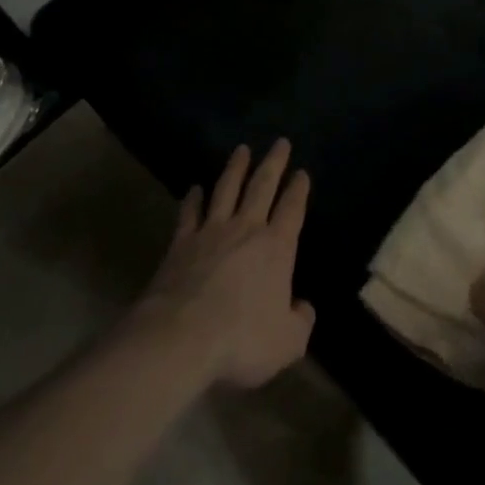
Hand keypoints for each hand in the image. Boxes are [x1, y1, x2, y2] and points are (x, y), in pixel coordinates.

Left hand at [136, 139, 314, 388]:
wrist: (180, 338)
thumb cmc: (241, 340)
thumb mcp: (286, 342)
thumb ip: (300, 322)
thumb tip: (304, 308)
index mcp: (277, 247)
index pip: (292, 209)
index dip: (299, 190)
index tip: (302, 172)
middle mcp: (246, 229)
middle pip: (262, 186)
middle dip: (274, 163)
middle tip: (280, 142)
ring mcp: (211, 232)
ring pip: (227, 189)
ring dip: (236, 168)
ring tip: (242, 149)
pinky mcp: (181, 243)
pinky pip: (189, 213)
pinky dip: (193, 199)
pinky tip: (194, 188)